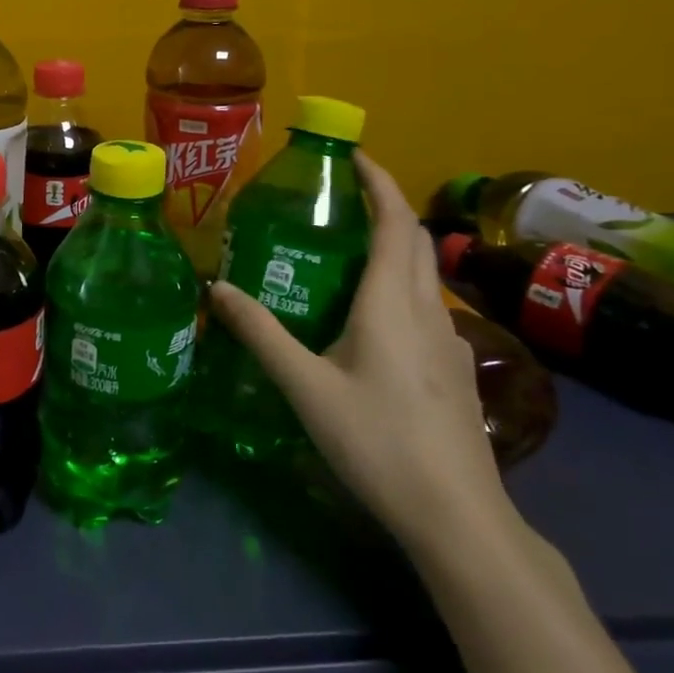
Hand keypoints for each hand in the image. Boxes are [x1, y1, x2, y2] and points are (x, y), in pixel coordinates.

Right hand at [207, 151, 512, 556]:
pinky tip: (371, 318)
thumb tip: (215, 288)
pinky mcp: (456, 369)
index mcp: (394, 302)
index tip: (352, 155)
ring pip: (424, 275)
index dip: (378, 181)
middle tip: (336, 200)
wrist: (459, 517)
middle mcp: (430, 311)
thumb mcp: (305, 386)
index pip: (394, 221)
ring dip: (392, 247)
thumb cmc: (378, 441)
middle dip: (382, 207)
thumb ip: (260, 334)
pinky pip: (428, 306)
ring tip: (345, 252)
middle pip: (414, 241)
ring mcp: (452, 341)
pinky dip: (401, 286)